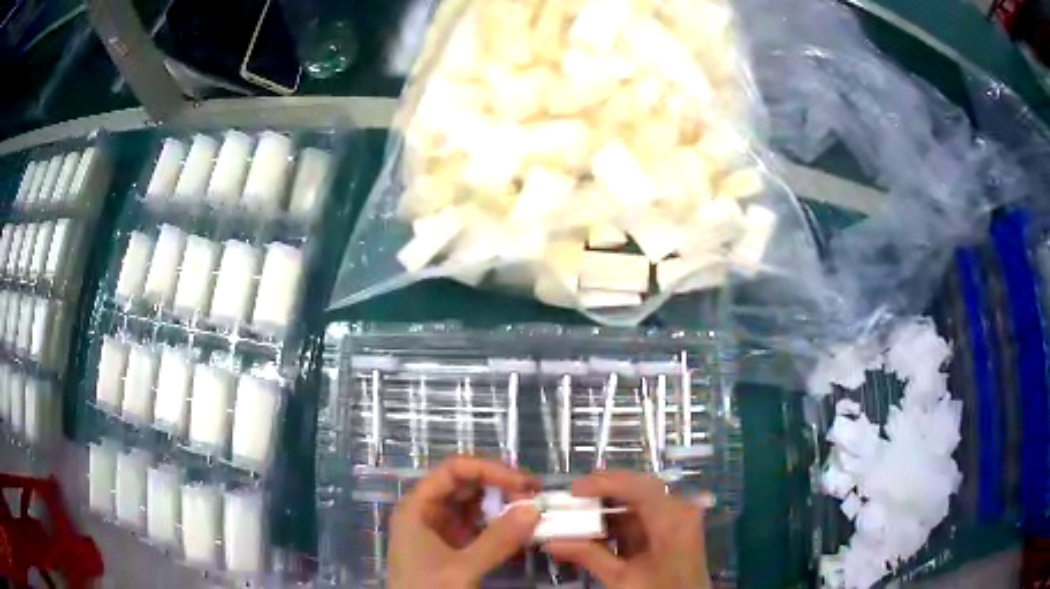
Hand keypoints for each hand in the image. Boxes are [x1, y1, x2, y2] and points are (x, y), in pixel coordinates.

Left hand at [388, 457, 540, 588]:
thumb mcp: (462, 568)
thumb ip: (497, 540)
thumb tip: (534, 510)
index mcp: (418, 507)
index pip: (454, 470)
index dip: (489, 470)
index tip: (523, 483)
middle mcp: (429, 512)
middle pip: (466, 485)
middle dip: (502, 487)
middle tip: (536, 497)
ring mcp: (441, 530)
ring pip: (475, 506)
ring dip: (504, 506)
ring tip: (533, 512)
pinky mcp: (454, 547)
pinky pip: (480, 527)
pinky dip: (501, 526)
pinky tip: (521, 531)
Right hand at [542, 471, 710, 588]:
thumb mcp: (622, 579)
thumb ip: (588, 556)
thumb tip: (551, 541)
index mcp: (672, 519)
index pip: (637, 486)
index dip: (604, 483)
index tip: (573, 490)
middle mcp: (679, 511)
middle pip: (640, 488)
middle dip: (604, 491)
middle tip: (572, 497)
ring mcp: (679, 519)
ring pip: (640, 501)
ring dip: (609, 507)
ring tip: (578, 513)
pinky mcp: (673, 530)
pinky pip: (644, 516)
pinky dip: (620, 521)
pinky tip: (597, 530)